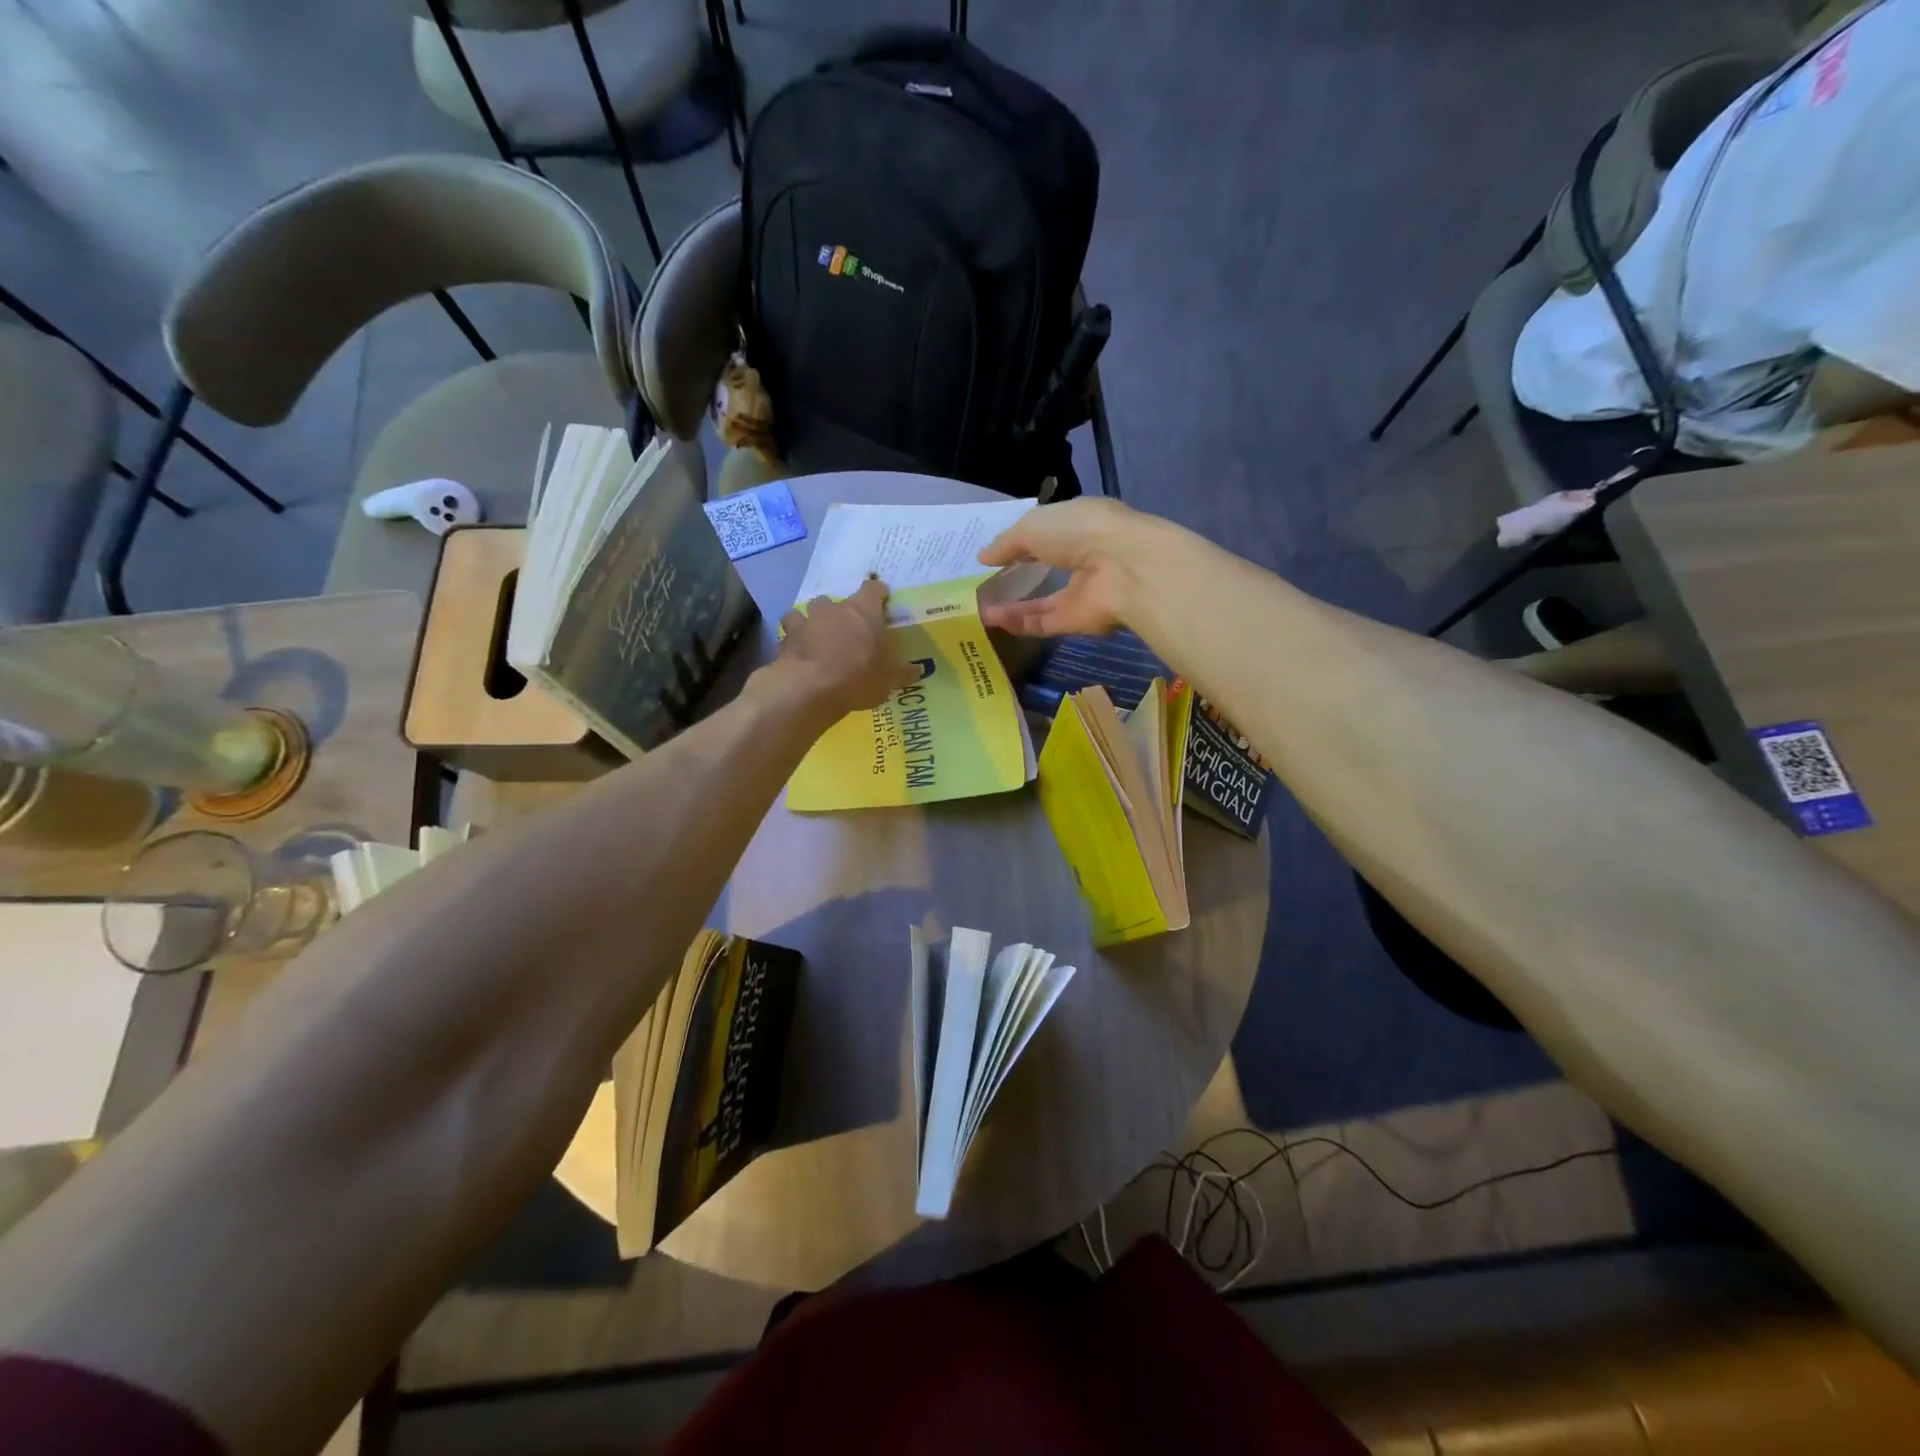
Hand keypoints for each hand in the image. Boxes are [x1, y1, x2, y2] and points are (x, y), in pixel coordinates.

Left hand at [766, 577, 918, 719]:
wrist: (811, 687)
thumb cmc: (859, 676)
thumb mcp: (889, 679)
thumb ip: (903, 672)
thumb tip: (918, 670)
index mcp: (864, 611)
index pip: (873, 589)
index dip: (877, 594)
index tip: (882, 601)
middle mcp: (834, 608)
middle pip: (837, 601)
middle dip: (841, 613)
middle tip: (848, 631)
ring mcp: (806, 620)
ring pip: (808, 612)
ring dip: (813, 622)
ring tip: (818, 639)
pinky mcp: (786, 638)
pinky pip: (789, 632)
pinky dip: (794, 639)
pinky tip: (798, 652)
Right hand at [976, 497, 1144, 636]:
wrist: (1122, 568)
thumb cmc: (1079, 531)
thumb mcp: (1032, 526)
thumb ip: (1007, 543)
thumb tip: (983, 557)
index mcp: (1078, 525)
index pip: (1046, 533)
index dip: (1019, 543)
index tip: (992, 554)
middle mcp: (1082, 557)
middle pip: (1045, 569)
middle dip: (1016, 577)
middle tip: (983, 585)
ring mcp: (1081, 592)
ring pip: (1042, 602)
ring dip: (1011, 605)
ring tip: (979, 607)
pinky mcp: (1078, 621)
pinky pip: (1043, 622)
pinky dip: (1019, 622)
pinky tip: (992, 621)